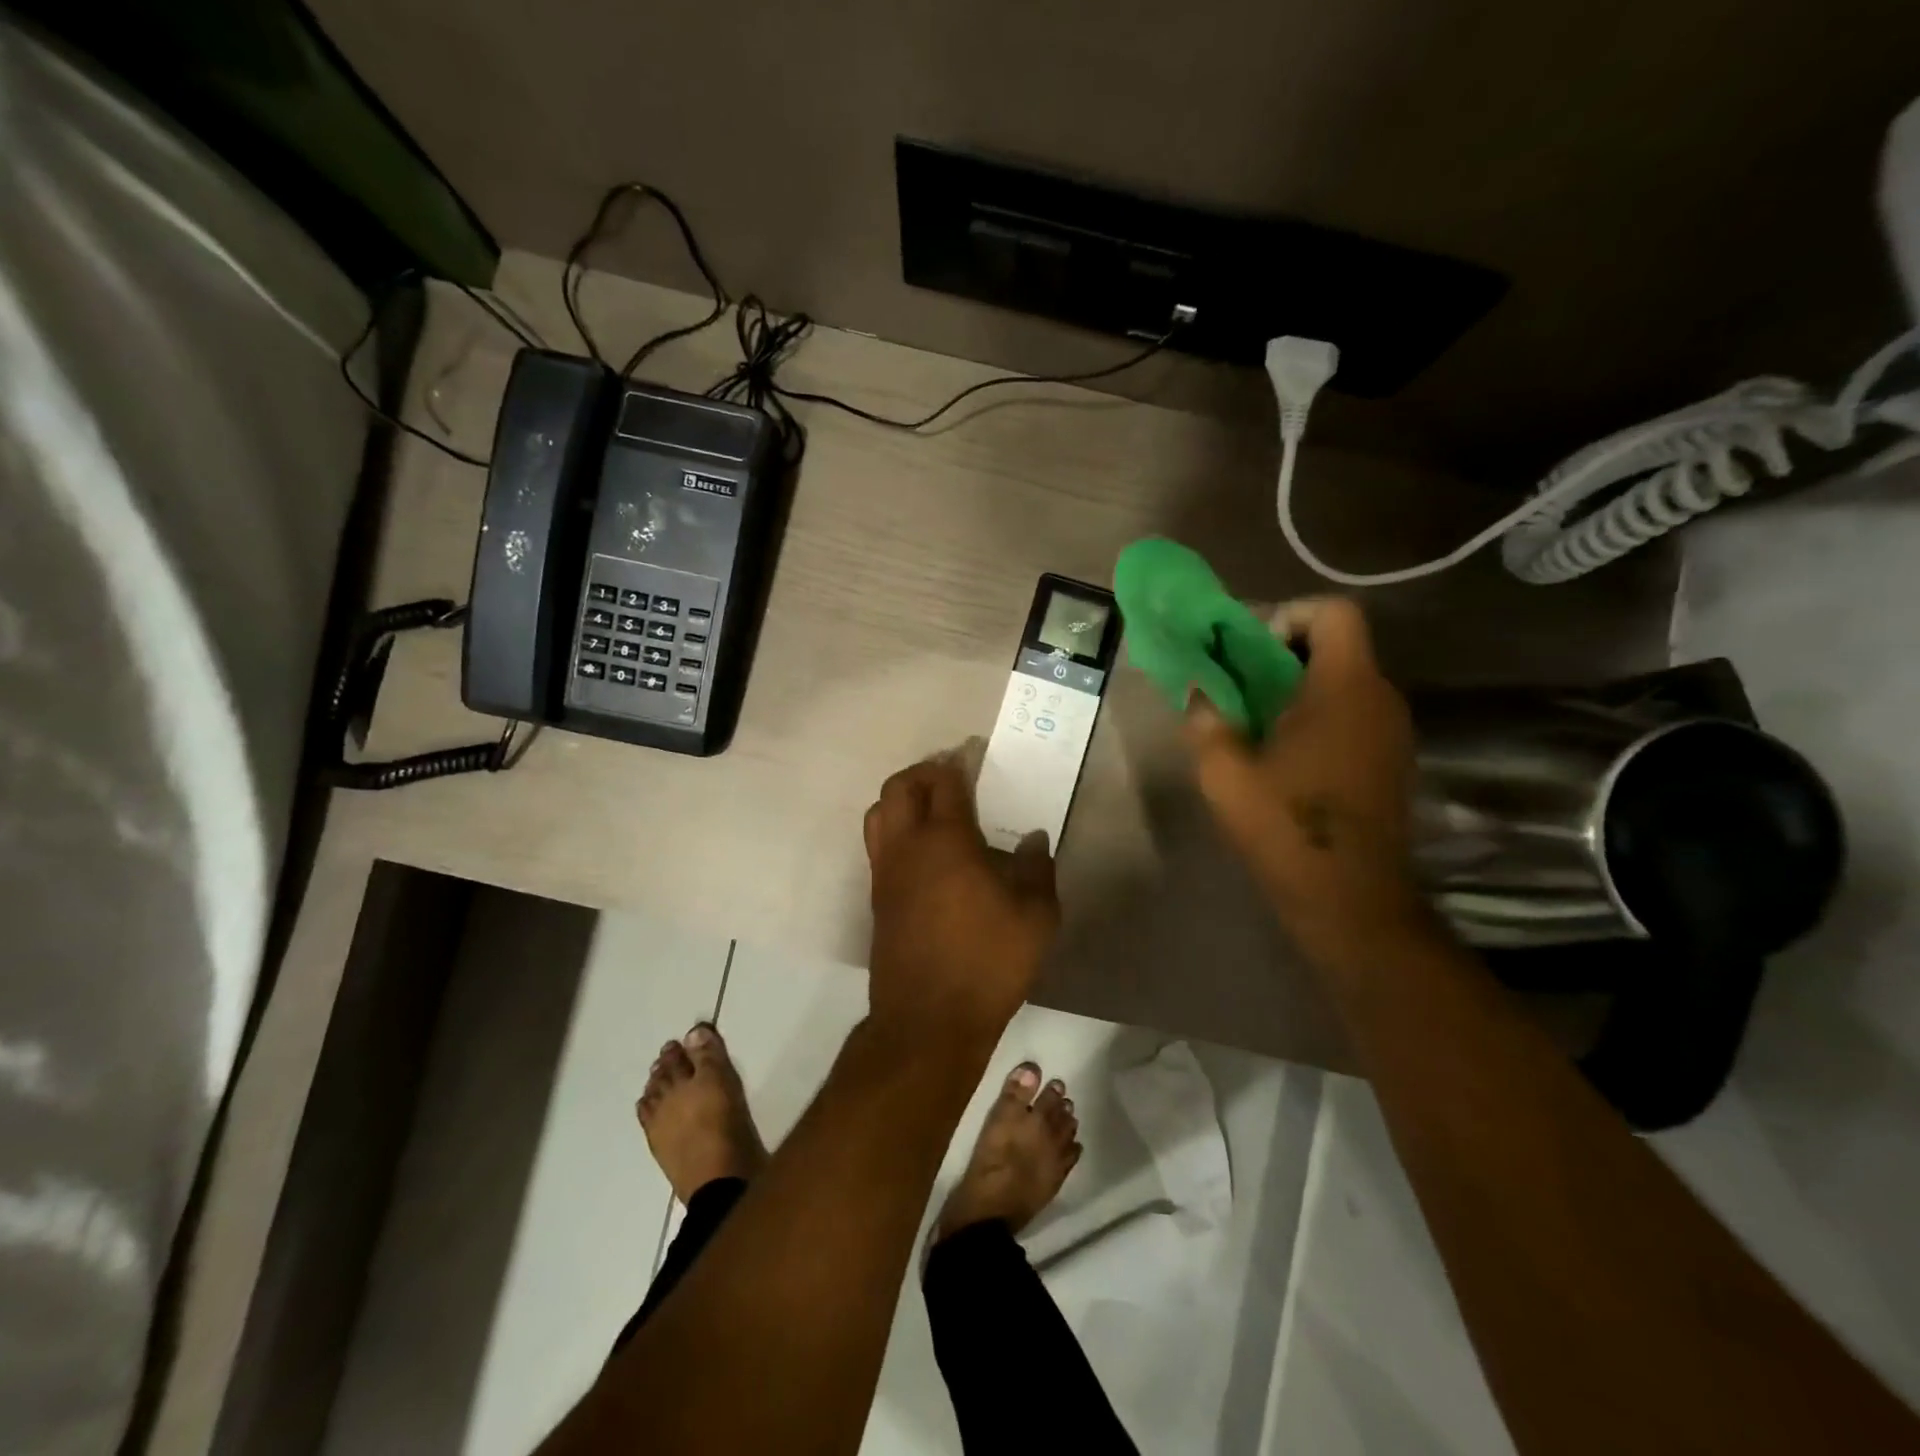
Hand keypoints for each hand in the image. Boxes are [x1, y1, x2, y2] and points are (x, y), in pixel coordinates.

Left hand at [863, 755, 1059, 1045]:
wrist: (929, 1020)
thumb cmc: (988, 962)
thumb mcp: (1035, 917)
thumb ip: (1036, 870)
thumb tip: (1032, 840)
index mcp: (945, 841)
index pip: (945, 782)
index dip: (959, 763)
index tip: (974, 757)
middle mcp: (907, 847)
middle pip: (898, 787)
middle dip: (923, 772)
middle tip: (951, 777)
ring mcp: (885, 873)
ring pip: (878, 813)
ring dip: (901, 799)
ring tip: (932, 809)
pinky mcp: (877, 898)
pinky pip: (878, 845)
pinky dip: (895, 830)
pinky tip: (924, 852)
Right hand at [1185, 598, 1428, 960]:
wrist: (1352, 901)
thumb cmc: (1287, 828)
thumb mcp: (1225, 774)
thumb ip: (1206, 722)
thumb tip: (1199, 693)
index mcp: (1344, 688)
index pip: (1332, 612)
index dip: (1286, 616)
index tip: (1247, 653)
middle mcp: (1380, 698)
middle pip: (1334, 645)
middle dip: (1280, 655)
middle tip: (1236, 689)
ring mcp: (1392, 732)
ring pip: (1342, 682)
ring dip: (1295, 689)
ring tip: (1251, 725)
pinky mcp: (1390, 762)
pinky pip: (1350, 715)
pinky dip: (1315, 718)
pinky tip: (1281, 758)